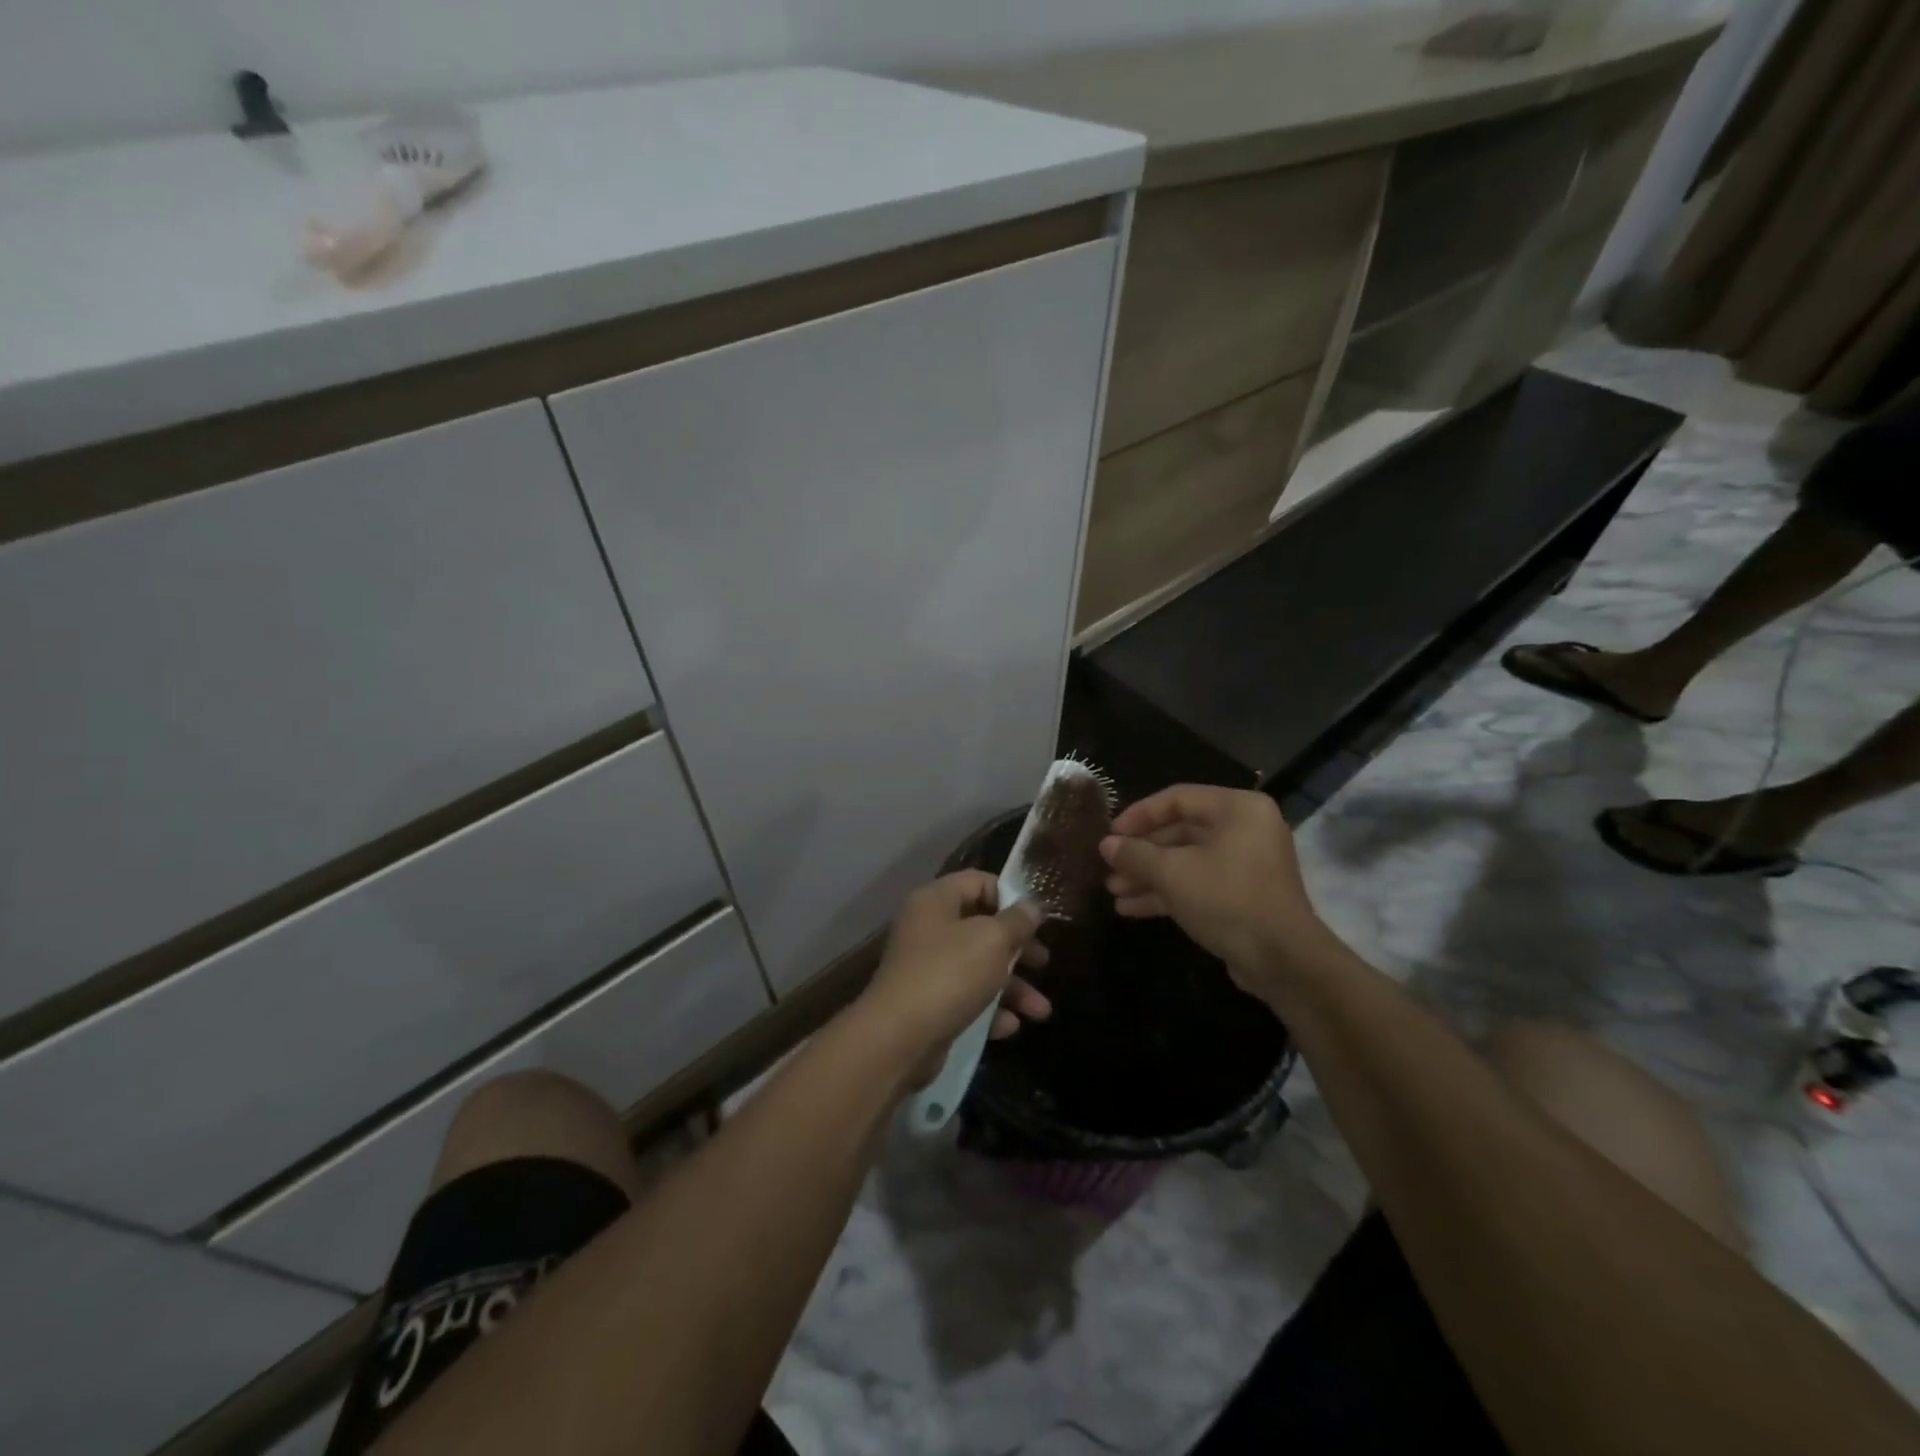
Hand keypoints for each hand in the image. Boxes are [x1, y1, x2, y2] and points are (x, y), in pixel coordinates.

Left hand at [859, 872, 1051, 1068]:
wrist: (898, 1038)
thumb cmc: (949, 974)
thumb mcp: (992, 940)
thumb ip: (1017, 921)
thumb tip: (1032, 905)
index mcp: (936, 900)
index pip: (978, 882)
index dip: (1010, 897)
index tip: (1035, 921)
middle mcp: (928, 928)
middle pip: (982, 928)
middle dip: (1018, 949)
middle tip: (1043, 963)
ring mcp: (926, 967)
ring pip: (978, 967)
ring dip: (1013, 987)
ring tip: (1041, 1012)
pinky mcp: (928, 1003)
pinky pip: (966, 998)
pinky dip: (990, 1010)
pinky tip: (1010, 1027)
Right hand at [1099, 785, 1325, 995]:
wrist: (1283, 961)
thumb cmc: (1227, 900)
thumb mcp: (1173, 873)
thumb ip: (1136, 854)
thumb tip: (1106, 845)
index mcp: (1237, 809)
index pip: (1177, 798)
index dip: (1139, 815)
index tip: (1111, 834)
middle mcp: (1245, 829)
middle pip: (1180, 831)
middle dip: (1141, 853)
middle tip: (1109, 866)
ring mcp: (1246, 864)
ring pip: (1186, 861)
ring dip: (1149, 875)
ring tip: (1114, 891)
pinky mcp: (1243, 895)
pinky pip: (1199, 883)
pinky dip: (1168, 893)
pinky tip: (1131, 908)